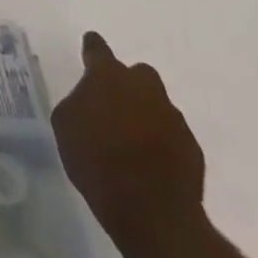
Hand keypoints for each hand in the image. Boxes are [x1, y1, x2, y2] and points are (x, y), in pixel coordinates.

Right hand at [51, 32, 205, 254]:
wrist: (152, 213)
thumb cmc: (97, 162)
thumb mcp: (65, 127)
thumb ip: (77, 103)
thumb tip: (88, 102)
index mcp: (108, 76)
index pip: (97, 49)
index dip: (92, 48)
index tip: (89, 45)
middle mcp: (144, 86)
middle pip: (136, 73)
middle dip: (126, 84)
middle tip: (112, 107)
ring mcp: (172, 116)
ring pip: (155, 104)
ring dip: (144, 114)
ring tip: (131, 142)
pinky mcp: (191, 146)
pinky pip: (171, 134)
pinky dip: (161, 142)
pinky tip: (150, 164)